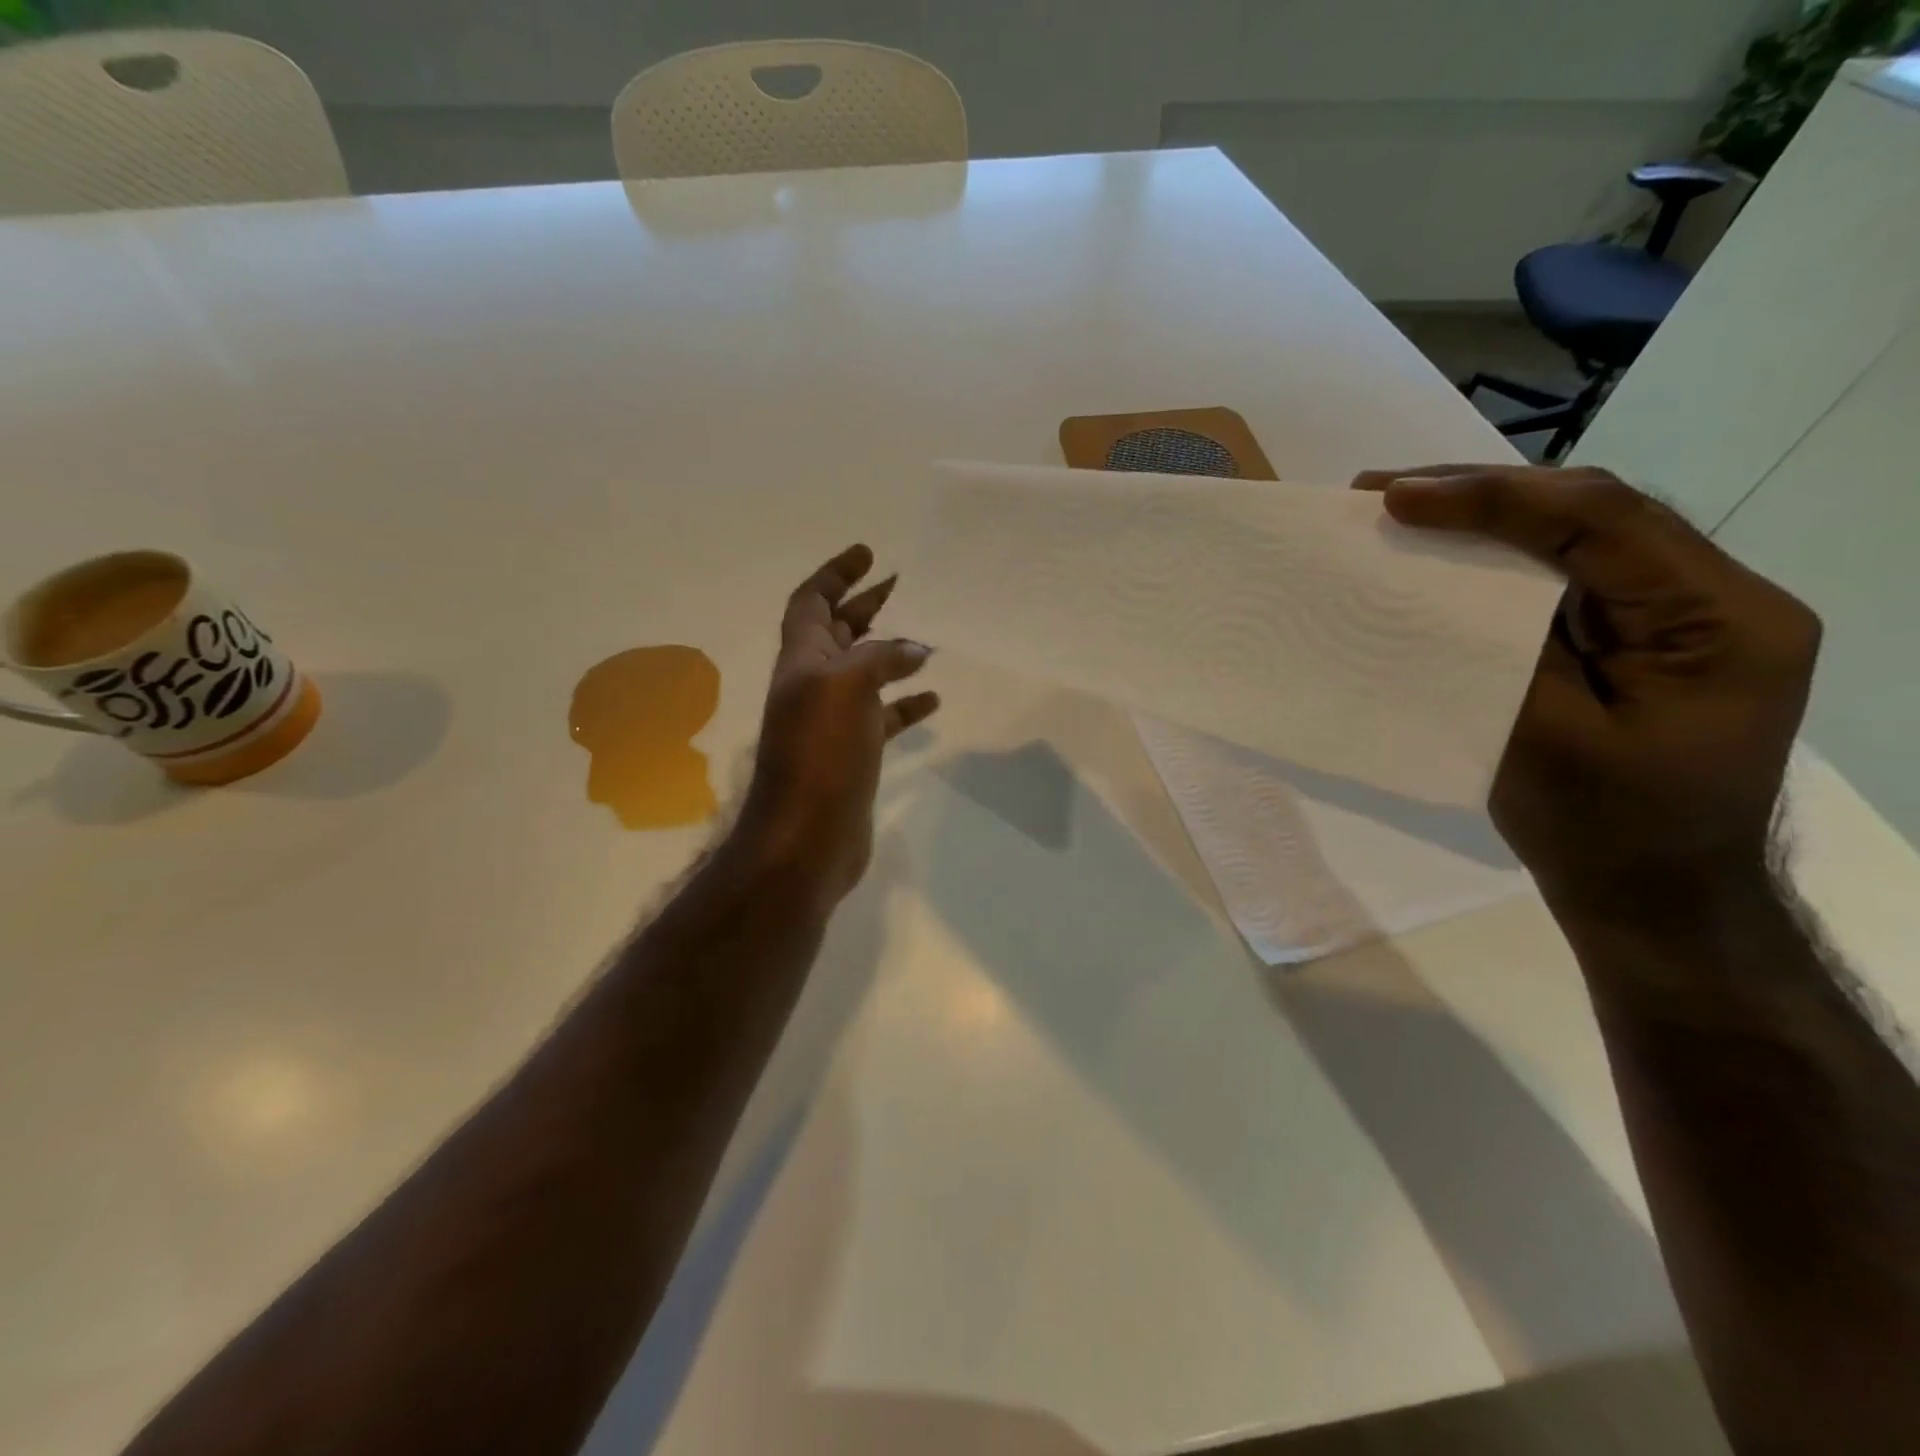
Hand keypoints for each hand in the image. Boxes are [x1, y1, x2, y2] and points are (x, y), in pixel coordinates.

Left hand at [735, 544, 938, 905]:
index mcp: (802, 660)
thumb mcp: (845, 687)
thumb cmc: (819, 754)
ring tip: (929, 635)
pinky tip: (933, 698)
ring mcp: (835, 720)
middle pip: (840, 632)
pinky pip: (884, 716)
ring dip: (892, 651)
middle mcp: (814, 684)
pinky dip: (906, 703)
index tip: (867, 554)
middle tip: (905, 585)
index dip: (835, 574)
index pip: (811, 602)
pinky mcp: (856, 751)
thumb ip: (879, 658)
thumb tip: (915, 648)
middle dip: (867, 605)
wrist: (806, 837)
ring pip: (865, 672)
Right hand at [1354, 465, 1820, 912]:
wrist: (1656, 897)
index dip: (1493, 499)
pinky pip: (1568, 574)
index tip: (1396, 498)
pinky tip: (1448, 552)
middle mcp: (1715, 598)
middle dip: (1485, 491)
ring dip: (1488, 515)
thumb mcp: (1548, 743)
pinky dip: (1500, 556)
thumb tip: (1438, 584)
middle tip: (1383, 491)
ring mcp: (1679, 614)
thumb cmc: (1605, 834)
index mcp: (1720, 622)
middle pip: (1597, 511)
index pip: (1605, 522)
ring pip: (1580, 533)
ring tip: (1403, 506)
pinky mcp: (1639, 635)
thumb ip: (1506, 650)